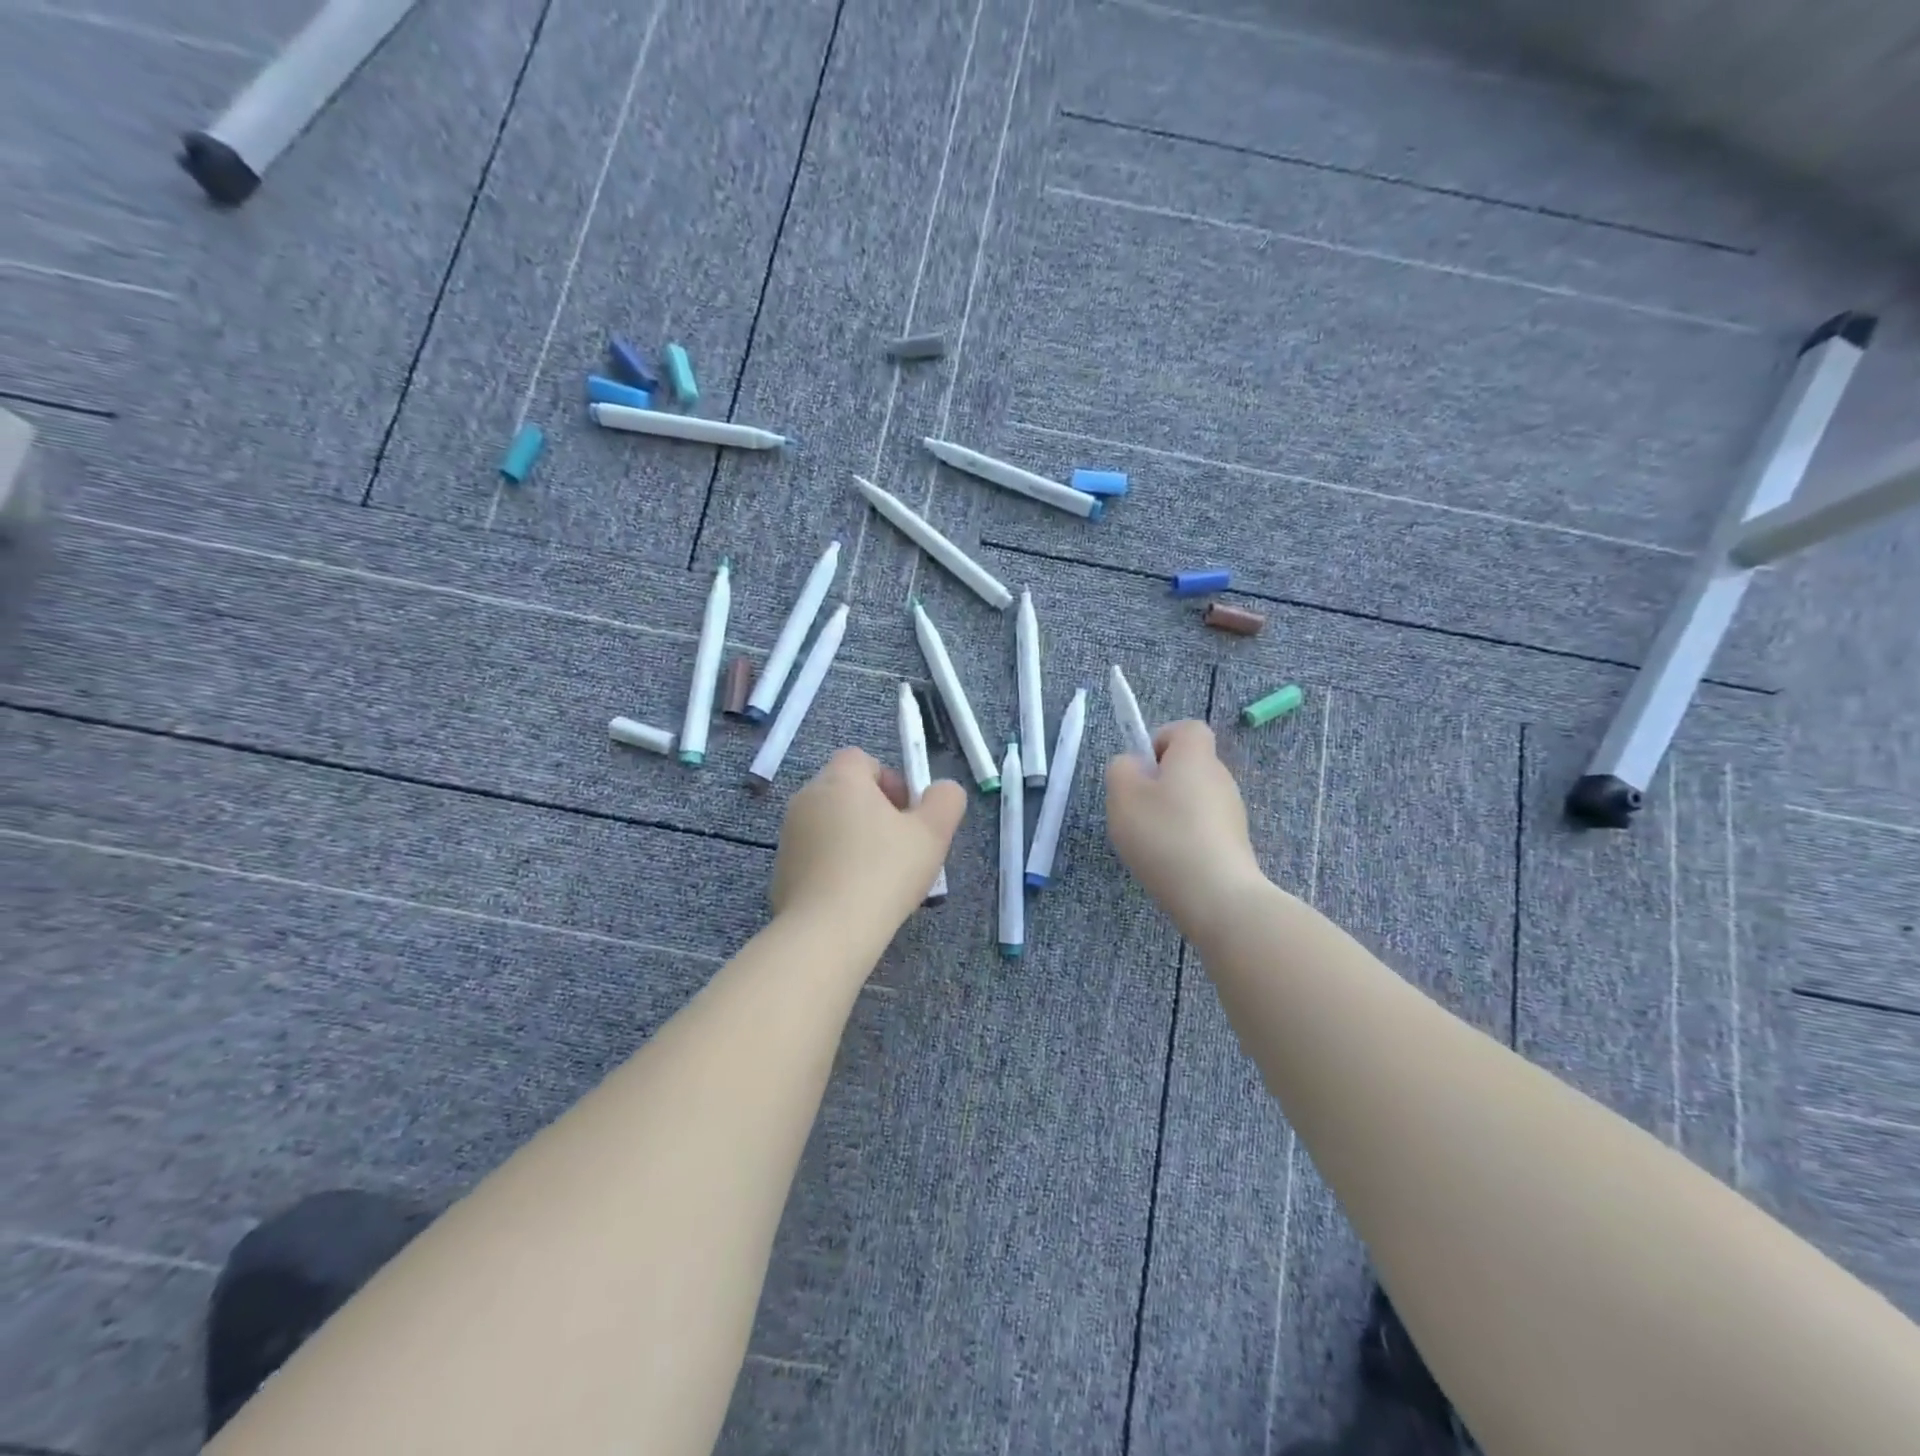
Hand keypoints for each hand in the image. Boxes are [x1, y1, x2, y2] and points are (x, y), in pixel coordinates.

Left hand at [771, 747, 966, 939]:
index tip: (907, 814)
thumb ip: (945, 800)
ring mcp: (789, 835)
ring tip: (879, 877)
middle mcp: (807, 798)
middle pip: (845, 791)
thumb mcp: (933, 833)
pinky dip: (833, 865)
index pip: (862, 759)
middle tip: (900, 846)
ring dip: (853, 839)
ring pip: (829, 824)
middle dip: (874, 811)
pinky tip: (853, 896)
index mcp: (841, 780)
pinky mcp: (781, 869)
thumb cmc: (884, 872)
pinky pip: (814, 855)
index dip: (889, 780)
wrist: (828, 932)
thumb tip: (941, 790)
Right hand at [1106, 720, 1264, 929]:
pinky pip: (1201, 828)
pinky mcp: (1234, 843)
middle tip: (1136, 810)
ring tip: (1150, 843)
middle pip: (1187, 766)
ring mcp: (1231, 812)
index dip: (1160, 741)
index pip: (1185, 728)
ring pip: (1192, 799)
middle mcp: (1220, 777)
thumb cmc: (1164, 835)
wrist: (1217, 896)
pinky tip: (1170, 863)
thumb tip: (1134, 766)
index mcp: (1195, 756)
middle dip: (1159, 782)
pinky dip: (1184, 838)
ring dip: (1170, 813)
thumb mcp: (1122, 795)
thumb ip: (1121, 769)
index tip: (1141, 770)